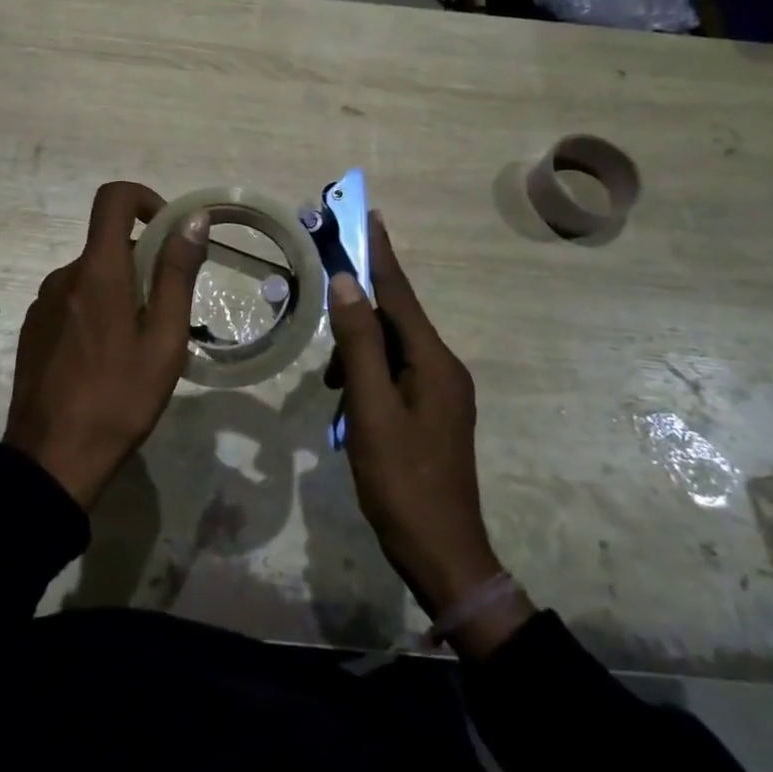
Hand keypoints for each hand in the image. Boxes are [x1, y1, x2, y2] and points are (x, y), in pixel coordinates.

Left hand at [5, 181, 208, 509]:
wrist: (51, 460)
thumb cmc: (119, 398)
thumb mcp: (164, 339)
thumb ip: (176, 274)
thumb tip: (192, 219)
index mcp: (97, 271)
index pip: (113, 199)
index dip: (144, 199)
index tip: (168, 232)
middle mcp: (64, 276)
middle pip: (108, 244)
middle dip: (142, 263)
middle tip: (165, 316)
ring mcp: (43, 303)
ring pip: (92, 276)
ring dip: (120, 292)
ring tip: (137, 346)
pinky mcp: (33, 329)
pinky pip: (72, 301)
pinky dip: (96, 311)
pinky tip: (105, 361)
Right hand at [327, 213, 533, 657]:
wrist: (443, 556)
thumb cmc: (402, 481)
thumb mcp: (371, 410)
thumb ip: (359, 345)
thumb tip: (348, 283)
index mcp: (434, 362)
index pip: (400, 294)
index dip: (381, 254)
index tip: (371, 215)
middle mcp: (444, 368)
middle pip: (394, 323)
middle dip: (357, 323)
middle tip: (329, 348)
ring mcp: (442, 393)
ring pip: (390, 353)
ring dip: (358, 361)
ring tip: (335, 396)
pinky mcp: (433, 413)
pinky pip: (395, 378)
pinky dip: (368, 383)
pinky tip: (349, 411)